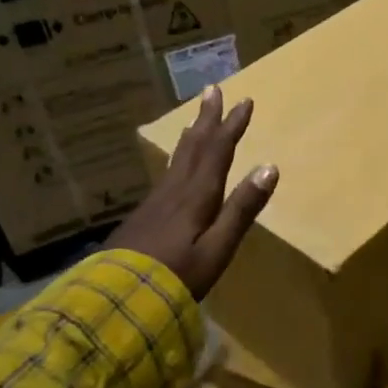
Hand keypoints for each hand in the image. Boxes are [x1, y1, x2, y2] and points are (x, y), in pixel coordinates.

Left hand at [109, 86, 277, 299]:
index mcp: (198, 196)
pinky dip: (177, 157)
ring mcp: (157, 201)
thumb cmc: (177, 277)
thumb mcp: (218, 248)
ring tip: (195, 118)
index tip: (244, 102)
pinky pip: (167, 172)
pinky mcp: (144, 214)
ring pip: (178, 157)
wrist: (117, 298)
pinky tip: (176, 163)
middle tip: (213, 90)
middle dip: (207, 118)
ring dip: (192, 134)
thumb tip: (270, 167)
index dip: (232, 126)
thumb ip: (242, 209)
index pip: (218, 152)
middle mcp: (176, 190)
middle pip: (195, 146)